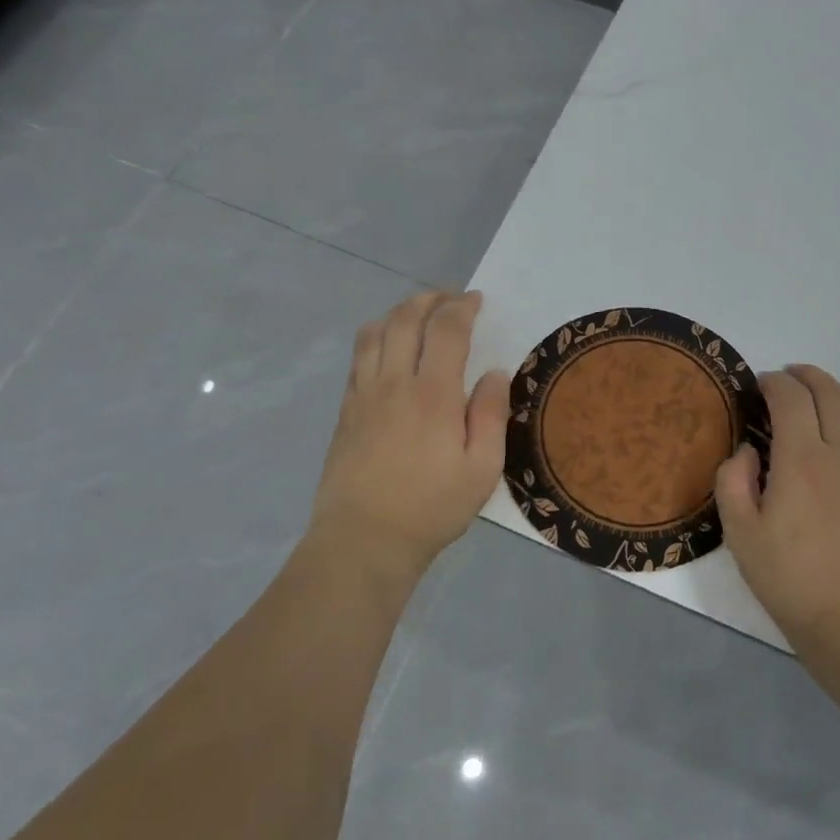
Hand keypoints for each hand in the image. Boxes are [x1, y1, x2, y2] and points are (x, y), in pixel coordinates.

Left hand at [309, 291, 508, 579]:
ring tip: (417, 315)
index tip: (476, 301)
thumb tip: (493, 373)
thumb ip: (490, 415)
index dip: (462, 307)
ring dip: (398, 312)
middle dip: (430, 299)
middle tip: (450, 300)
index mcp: (433, 394)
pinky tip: (387, 348)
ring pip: (375, 332)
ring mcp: (364, 394)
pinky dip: (376, 337)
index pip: (446, 330)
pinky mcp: (346, 410)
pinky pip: (358, 357)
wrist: (363, 540)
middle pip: (405, 319)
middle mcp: (394, 383)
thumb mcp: (482, 469)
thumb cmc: (431, 507)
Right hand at [714, 365, 839, 656]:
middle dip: (806, 376)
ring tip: (824, 393)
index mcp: (801, 460)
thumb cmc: (793, 582)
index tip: (758, 386)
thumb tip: (749, 449)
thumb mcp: (741, 535)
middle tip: (788, 377)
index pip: (790, 398)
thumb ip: (733, 481)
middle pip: (830, 393)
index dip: (773, 382)